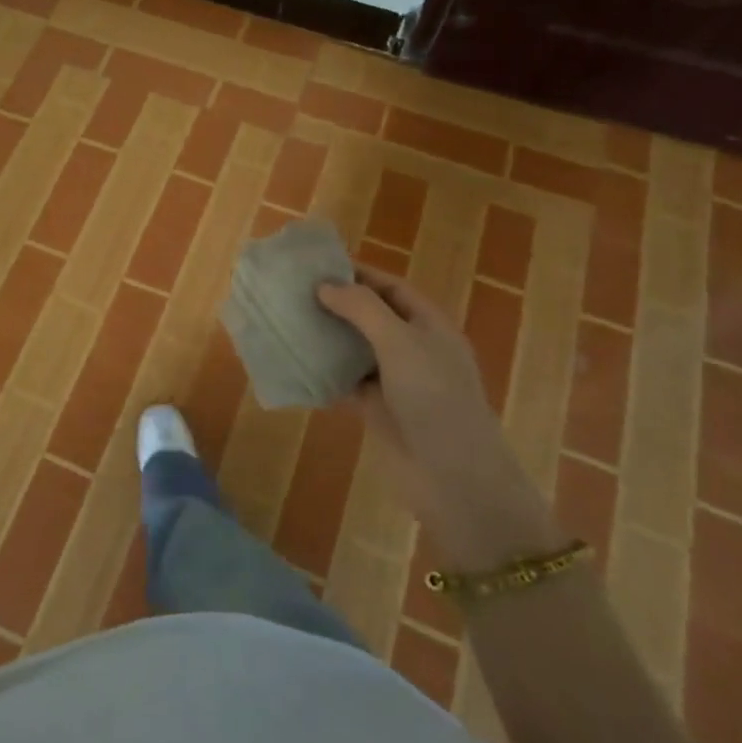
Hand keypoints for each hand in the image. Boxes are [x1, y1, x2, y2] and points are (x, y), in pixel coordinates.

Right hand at [319, 265, 561, 568]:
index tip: (318, 265)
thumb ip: (362, 309)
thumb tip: (325, 286)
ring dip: (327, 336)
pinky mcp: (377, 409)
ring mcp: (395, 380)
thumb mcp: (400, 342)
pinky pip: (345, 382)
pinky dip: (323, 372)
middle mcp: (413, 348)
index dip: (358, 274)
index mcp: (429, 325)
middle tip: (294, 291)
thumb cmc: (434, 398)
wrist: (454, 477)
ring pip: (355, 348)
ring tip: (288, 321)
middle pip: (371, 316)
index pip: (391, 288)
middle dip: (337, 303)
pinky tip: (294, 362)